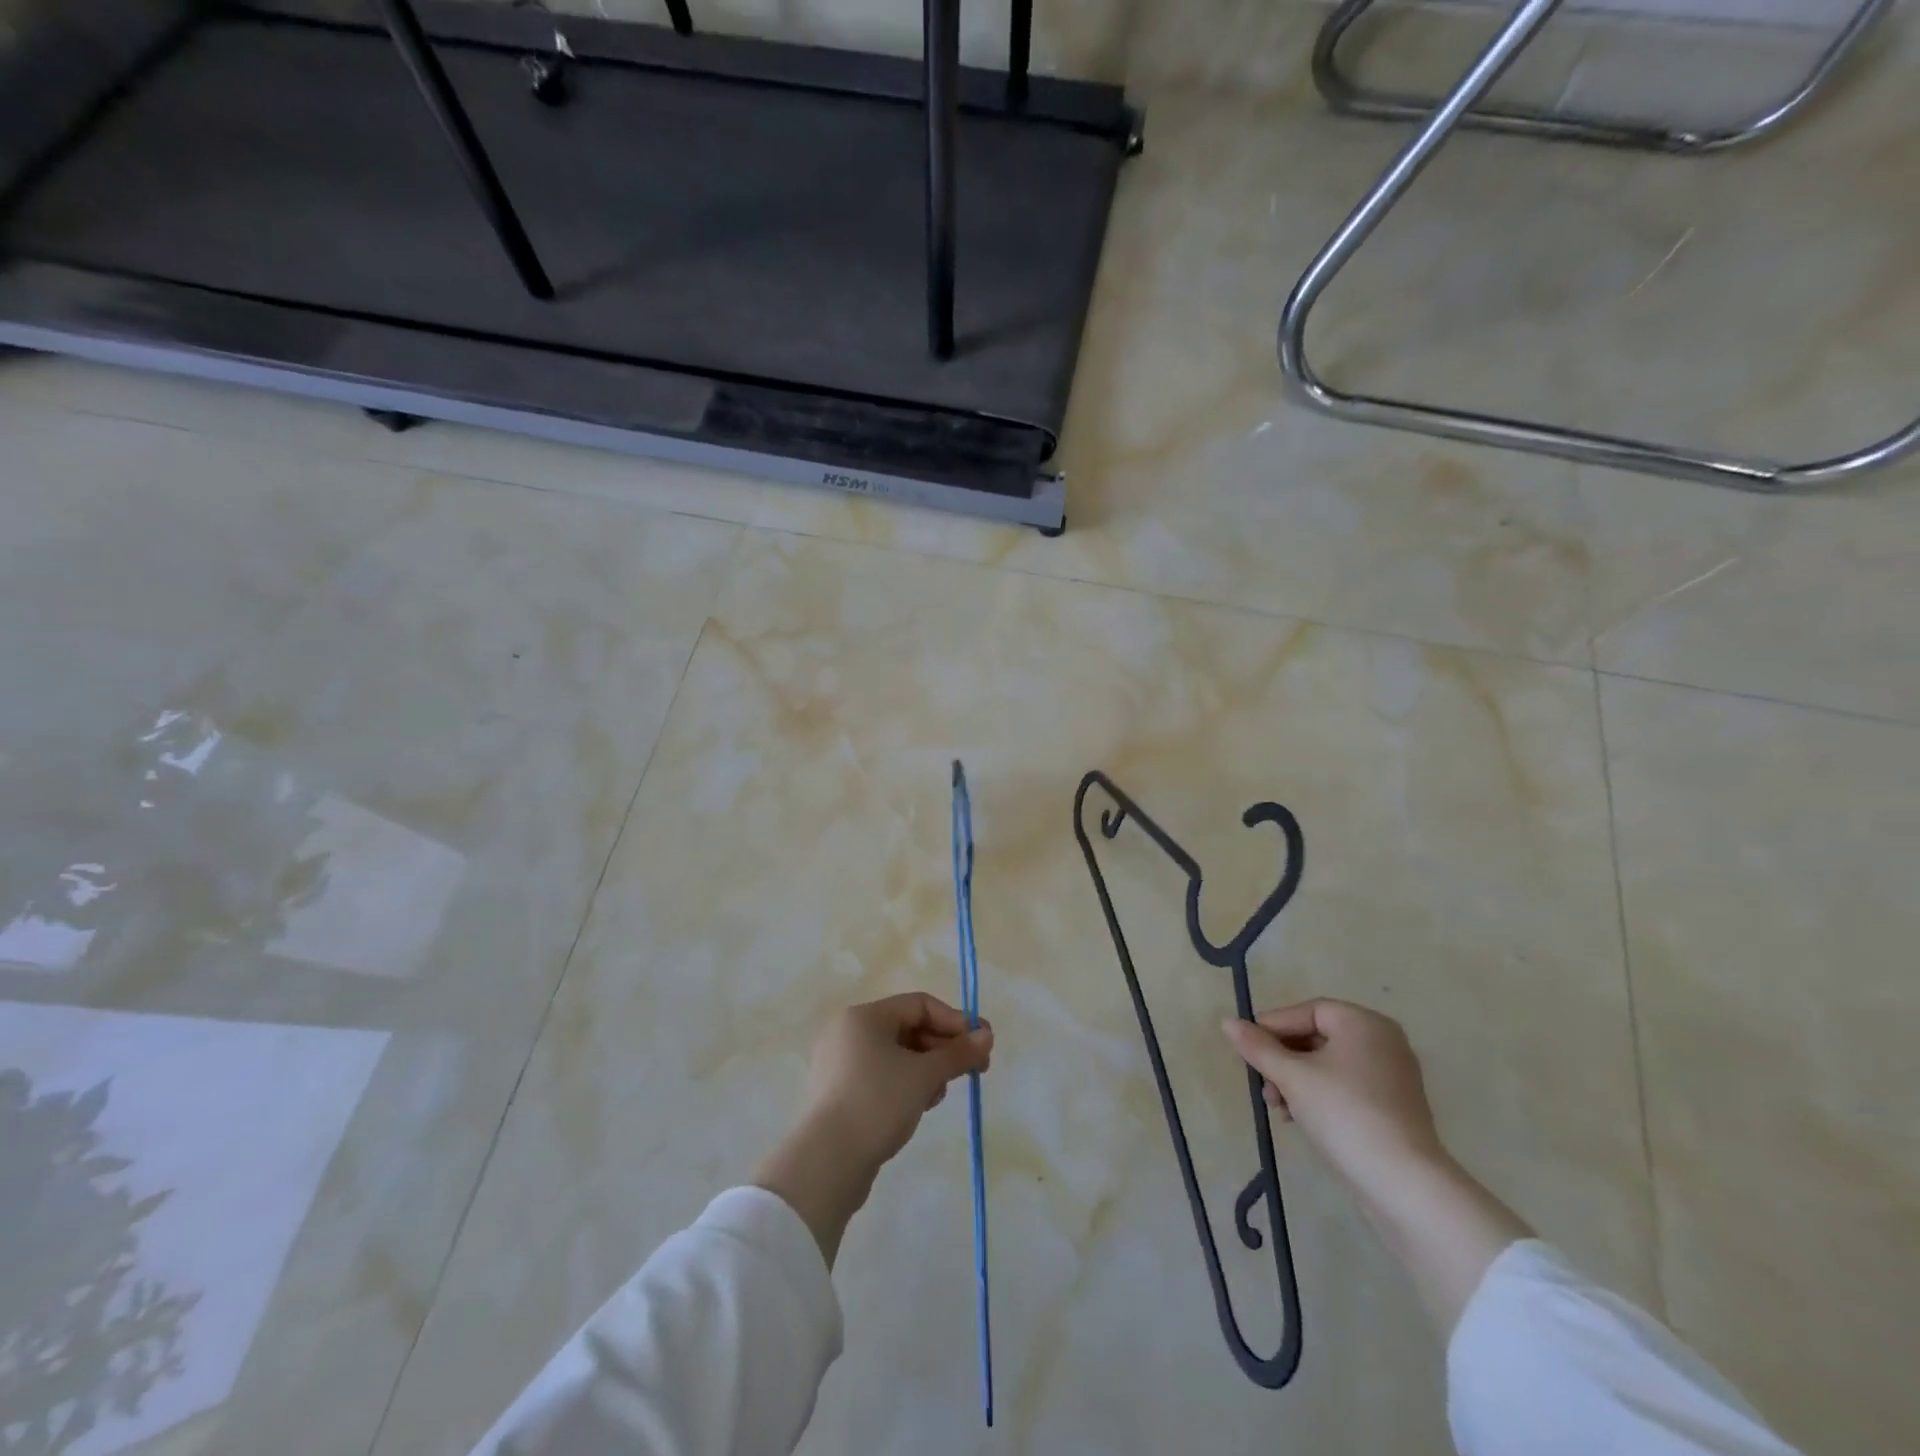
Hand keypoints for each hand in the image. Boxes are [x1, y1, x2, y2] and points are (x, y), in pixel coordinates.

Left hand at [803, 992, 994, 1171]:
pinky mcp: (839, 1094)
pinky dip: (905, 1084)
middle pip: (908, 1028)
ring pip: (896, 1054)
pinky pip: (881, 1076)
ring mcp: (840, 1064)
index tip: (981, 1045)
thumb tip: (987, 1035)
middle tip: (973, 1070)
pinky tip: (919, 1106)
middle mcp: (849, 1032)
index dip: (954, 1021)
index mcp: (864, 1016)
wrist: (827, 1162)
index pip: (919, 1004)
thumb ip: (958, 1053)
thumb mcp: (924, 1075)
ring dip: (926, 1068)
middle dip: (943, 1047)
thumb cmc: (878, 1102)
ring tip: (940, 1093)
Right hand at [1220, 998, 1445, 1202]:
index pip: (1308, 1011)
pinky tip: (1298, 1118)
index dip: (1274, 1026)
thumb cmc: (1344, 1114)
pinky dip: (1319, 1095)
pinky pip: (1346, 1087)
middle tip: (1261, 1082)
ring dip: (1296, 1080)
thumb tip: (1227, 1022)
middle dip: (1283, 1059)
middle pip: (1318, 1037)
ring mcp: (1392, 1077)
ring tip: (1277, 1106)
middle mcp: (1383, 1042)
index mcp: (1364, 1023)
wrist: (1404, 1184)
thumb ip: (1258, 1047)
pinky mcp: (1394, 1109)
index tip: (1247, 1048)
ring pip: (1329, 1065)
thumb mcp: (1292, 1076)